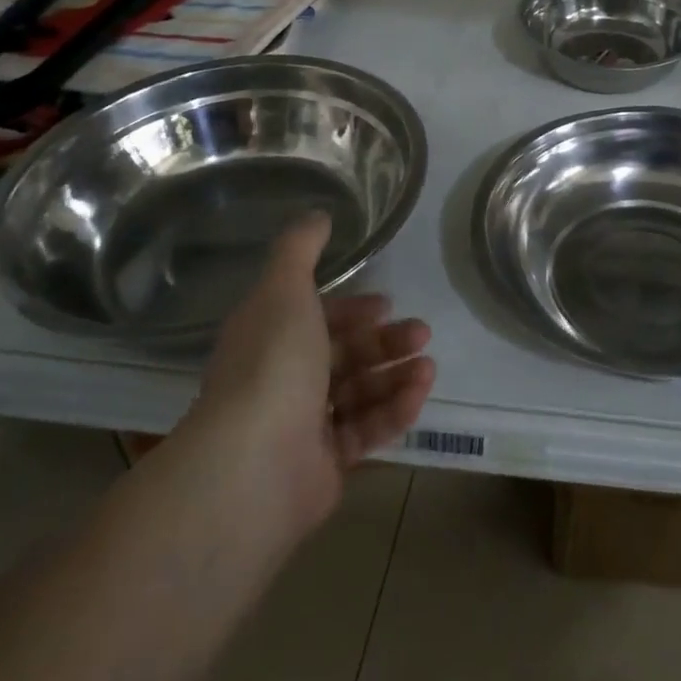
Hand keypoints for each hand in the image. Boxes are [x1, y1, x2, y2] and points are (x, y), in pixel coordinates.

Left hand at [181, 213, 434, 534]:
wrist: (253, 466)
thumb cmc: (271, 365)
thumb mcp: (284, 290)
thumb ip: (300, 249)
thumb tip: (316, 213)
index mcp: (268, 341)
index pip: (315, 321)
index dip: (351, 310)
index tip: (385, 305)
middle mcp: (282, 381)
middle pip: (344, 356)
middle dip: (385, 342)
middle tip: (421, 334)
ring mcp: (303, 427)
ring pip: (360, 393)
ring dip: (397, 375)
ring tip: (428, 367)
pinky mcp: (325, 465)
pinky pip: (366, 431)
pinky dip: (394, 411)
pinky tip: (420, 393)